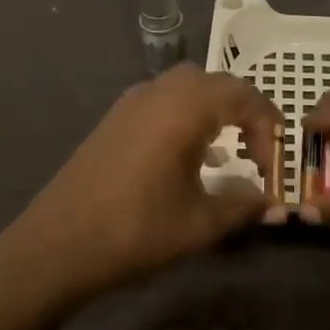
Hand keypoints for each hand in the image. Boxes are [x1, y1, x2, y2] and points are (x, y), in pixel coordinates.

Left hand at [0, 65, 283, 304]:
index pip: (245, 97)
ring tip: (228, 150)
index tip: (274, 169)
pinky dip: (187, 114)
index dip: (269, 129)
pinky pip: (164, 99)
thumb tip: (274, 204)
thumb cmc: (134, 232)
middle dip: (246, 112)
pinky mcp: (115, 118)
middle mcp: (160, 92)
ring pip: (188, 86)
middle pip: (218, 84)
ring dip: (215, 109)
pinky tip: (188, 153)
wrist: (55, 246)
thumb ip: (243, 206)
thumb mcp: (199, 224)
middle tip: (258, 153)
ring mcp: (132, 101)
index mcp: (185, 108)